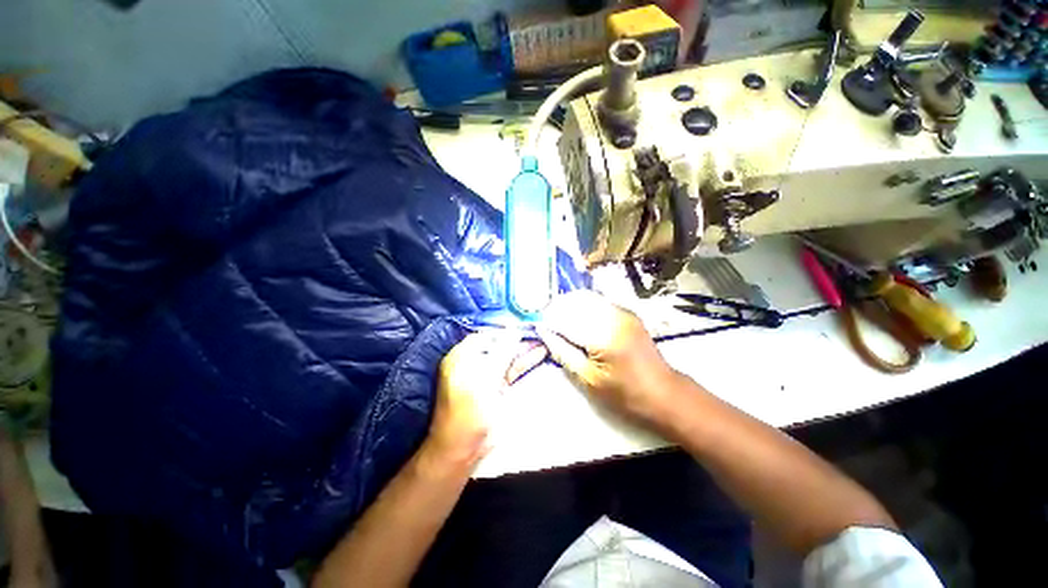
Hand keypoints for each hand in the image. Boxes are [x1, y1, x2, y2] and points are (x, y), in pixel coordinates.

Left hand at [426, 331, 544, 468]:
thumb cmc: (469, 410)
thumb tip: (513, 330)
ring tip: (544, 340)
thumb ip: (501, 353)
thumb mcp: (485, 379)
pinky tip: (539, 353)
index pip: (485, 335)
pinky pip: (511, 369)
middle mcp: (473, 362)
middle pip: (498, 345)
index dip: (504, 330)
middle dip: (518, 340)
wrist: (464, 447)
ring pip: (507, 357)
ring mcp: (486, 374)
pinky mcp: (497, 386)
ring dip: (524, 350)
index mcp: (462, 356)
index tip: (524, 326)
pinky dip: (524, 362)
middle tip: (539, 333)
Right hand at [536, 291, 682, 428]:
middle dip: (556, 309)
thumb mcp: (588, 379)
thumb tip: (543, 332)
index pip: (564, 318)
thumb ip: (563, 352)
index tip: (535, 326)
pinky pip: (597, 301)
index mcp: (602, 336)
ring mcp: (622, 311)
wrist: (664, 393)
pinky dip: (582, 307)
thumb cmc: (625, 394)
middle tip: (546, 324)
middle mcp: (613, 316)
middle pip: (574, 301)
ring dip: (569, 306)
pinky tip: (577, 320)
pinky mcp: (627, 312)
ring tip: (559, 322)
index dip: (546, 320)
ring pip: (585, 298)